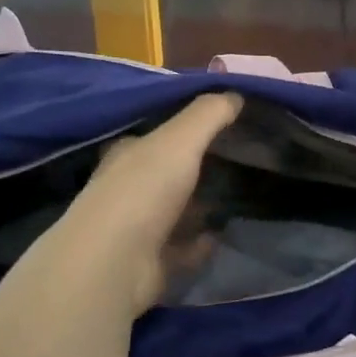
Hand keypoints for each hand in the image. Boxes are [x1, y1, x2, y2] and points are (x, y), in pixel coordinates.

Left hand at [32, 93, 242, 314]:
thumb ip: (208, 115)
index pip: (154, 135)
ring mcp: (137, 228)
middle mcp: (128, 188)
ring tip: (239, 197)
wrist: (115, 262)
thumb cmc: (144, 190)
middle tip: (240, 161)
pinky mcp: (150, 262)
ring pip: (176, 211)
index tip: (220, 125)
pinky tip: (223, 236)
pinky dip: (201, 242)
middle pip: (167, 173)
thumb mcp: (179, 140)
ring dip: (200, 207)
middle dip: (197, 168)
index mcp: (128, 154)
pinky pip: (183, 248)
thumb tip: (235, 94)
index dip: (183, 128)